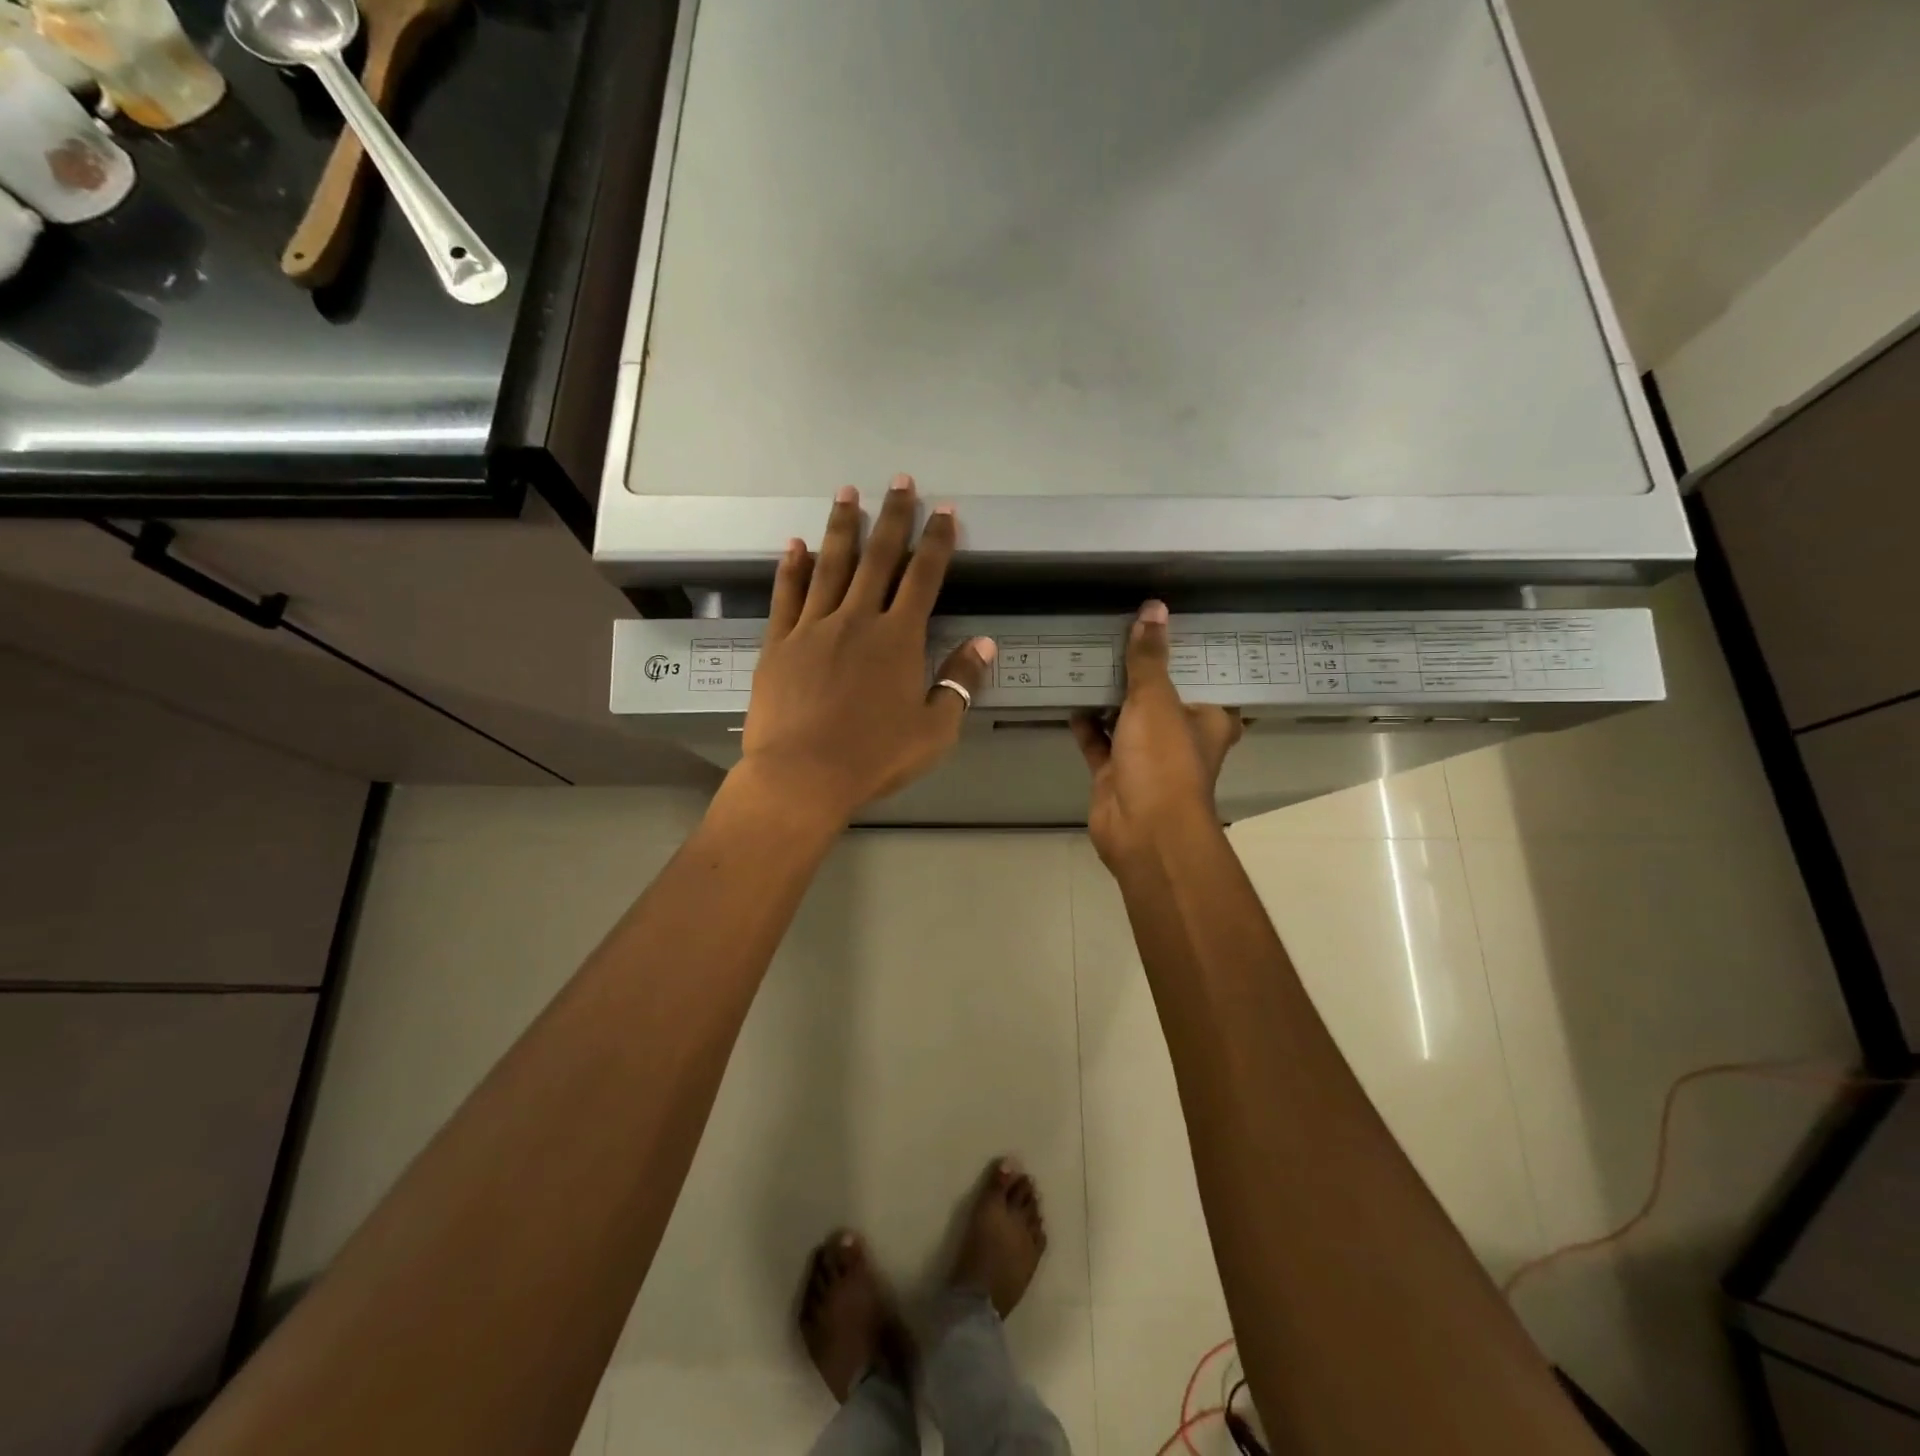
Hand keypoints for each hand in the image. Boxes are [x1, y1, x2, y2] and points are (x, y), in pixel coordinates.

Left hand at [738, 476, 995, 826]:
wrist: (802, 776)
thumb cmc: (874, 757)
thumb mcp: (934, 730)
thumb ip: (959, 682)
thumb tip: (984, 643)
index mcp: (898, 639)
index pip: (923, 577)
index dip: (936, 541)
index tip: (944, 511)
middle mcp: (857, 620)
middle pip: (878, 557)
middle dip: (892, 516)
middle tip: (899, 481)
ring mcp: (813, 628)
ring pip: (830, 565)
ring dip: (841, 527)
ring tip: (847, 492)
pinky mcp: (779, 643)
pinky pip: (787, 595)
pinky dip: (792, 567)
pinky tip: (795, 544)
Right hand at [1072, 601, 1243, 874]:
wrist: (1142, 830)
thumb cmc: (1163, 760)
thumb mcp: (1157, 699)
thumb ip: (1149, 657)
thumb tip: (1154, 608)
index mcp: (1211, 719)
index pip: (1205, 676)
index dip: (1188, 651)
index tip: (1170, 621)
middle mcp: (1182, 737)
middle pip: (1162, 696)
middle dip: (1142, 670)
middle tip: (1120, 630)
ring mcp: (1147, 757)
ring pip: (1127, 718)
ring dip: (1110, 695)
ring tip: (1090, 655)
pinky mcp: (1116, 773)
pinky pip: (1098, 741)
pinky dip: (1086, 723)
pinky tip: (1069, 695)